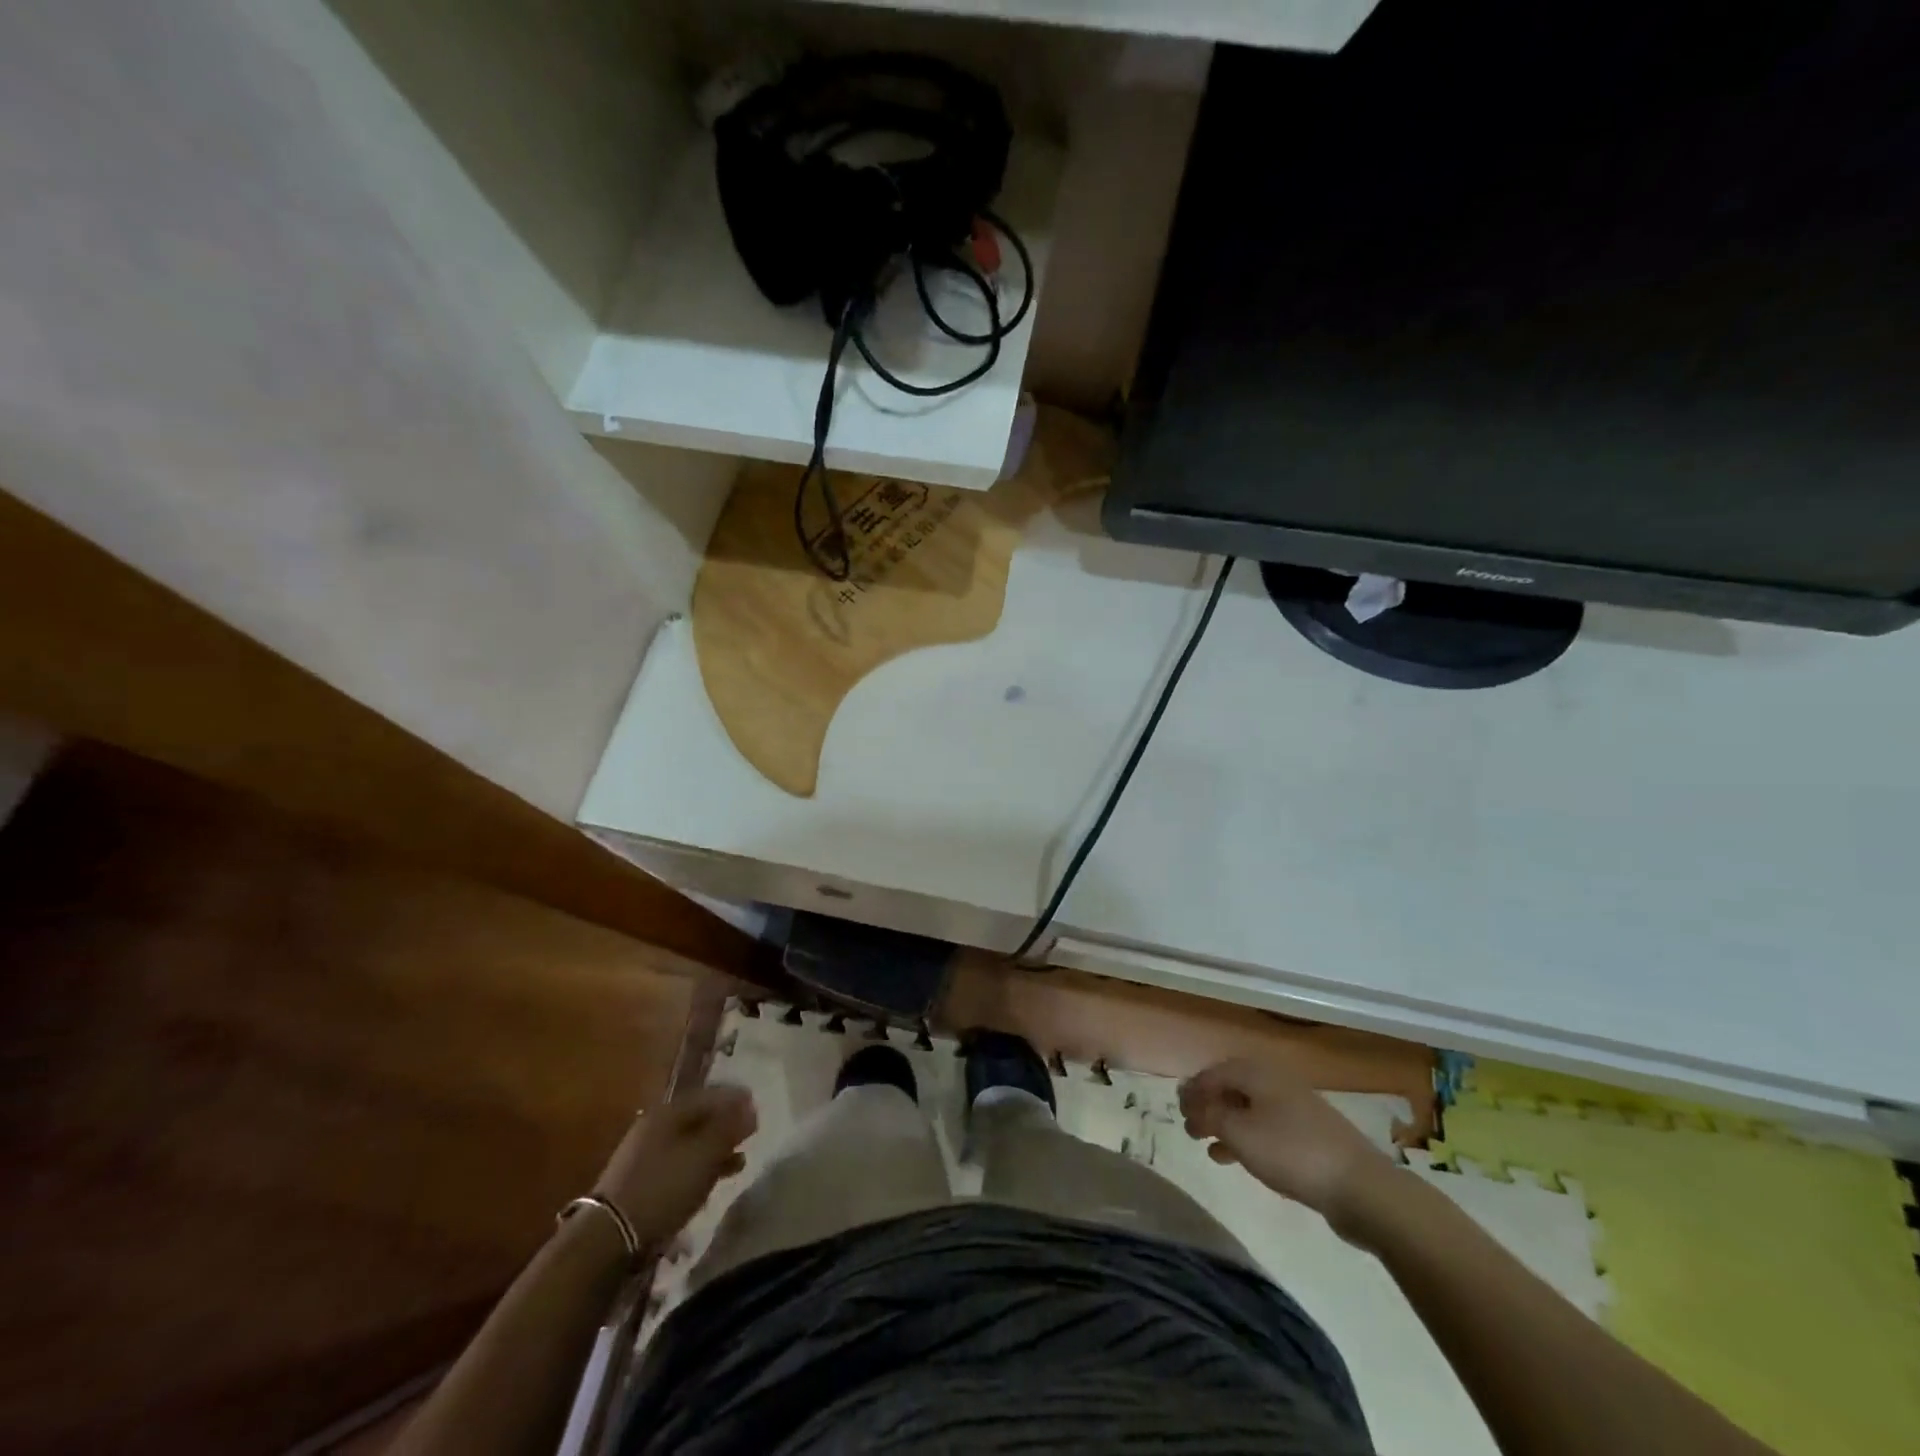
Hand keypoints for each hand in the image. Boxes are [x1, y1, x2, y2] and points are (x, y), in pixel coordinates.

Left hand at [594, 1085, 756, 1242]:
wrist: (609, 1237)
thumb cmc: (663, 1186)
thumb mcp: (704, 1154)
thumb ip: (729, 1129)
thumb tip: (750, 1108)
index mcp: (669, 1112)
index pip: (710, 1095)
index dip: (735, 1099)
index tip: (757, 1108)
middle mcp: (655, 1126)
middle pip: (699, 1118)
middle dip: (726, 1125)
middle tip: (750, 1134)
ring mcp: (645, 1154)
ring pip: (690, 1143)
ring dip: (715, 1149)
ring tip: (739, 1161)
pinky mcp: (642, 1181)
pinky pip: (679, 1164)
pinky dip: (699, 1167)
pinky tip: (713, 1180)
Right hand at [1179, 1058, 1395, 1239]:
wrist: (1361, 1188)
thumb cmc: (1291, 1152)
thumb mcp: (1239, 1134)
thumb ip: (1209, 1116)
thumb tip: (1191, 1103)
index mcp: (1258, 1073)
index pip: (1214, 1072)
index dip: (1193, 1089)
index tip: (1177, 1110)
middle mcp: (1276, 1083)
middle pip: (1232, 1088)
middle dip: (1208, 1105)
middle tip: (1190, 1127)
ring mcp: (1295, 1109)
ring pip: (1248, 1109)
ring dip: (1225, 1124)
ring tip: (1206, 1145)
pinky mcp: (1308, 1136)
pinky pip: (1266, 1128)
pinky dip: (1246, 1138)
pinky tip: (1235, 1158)